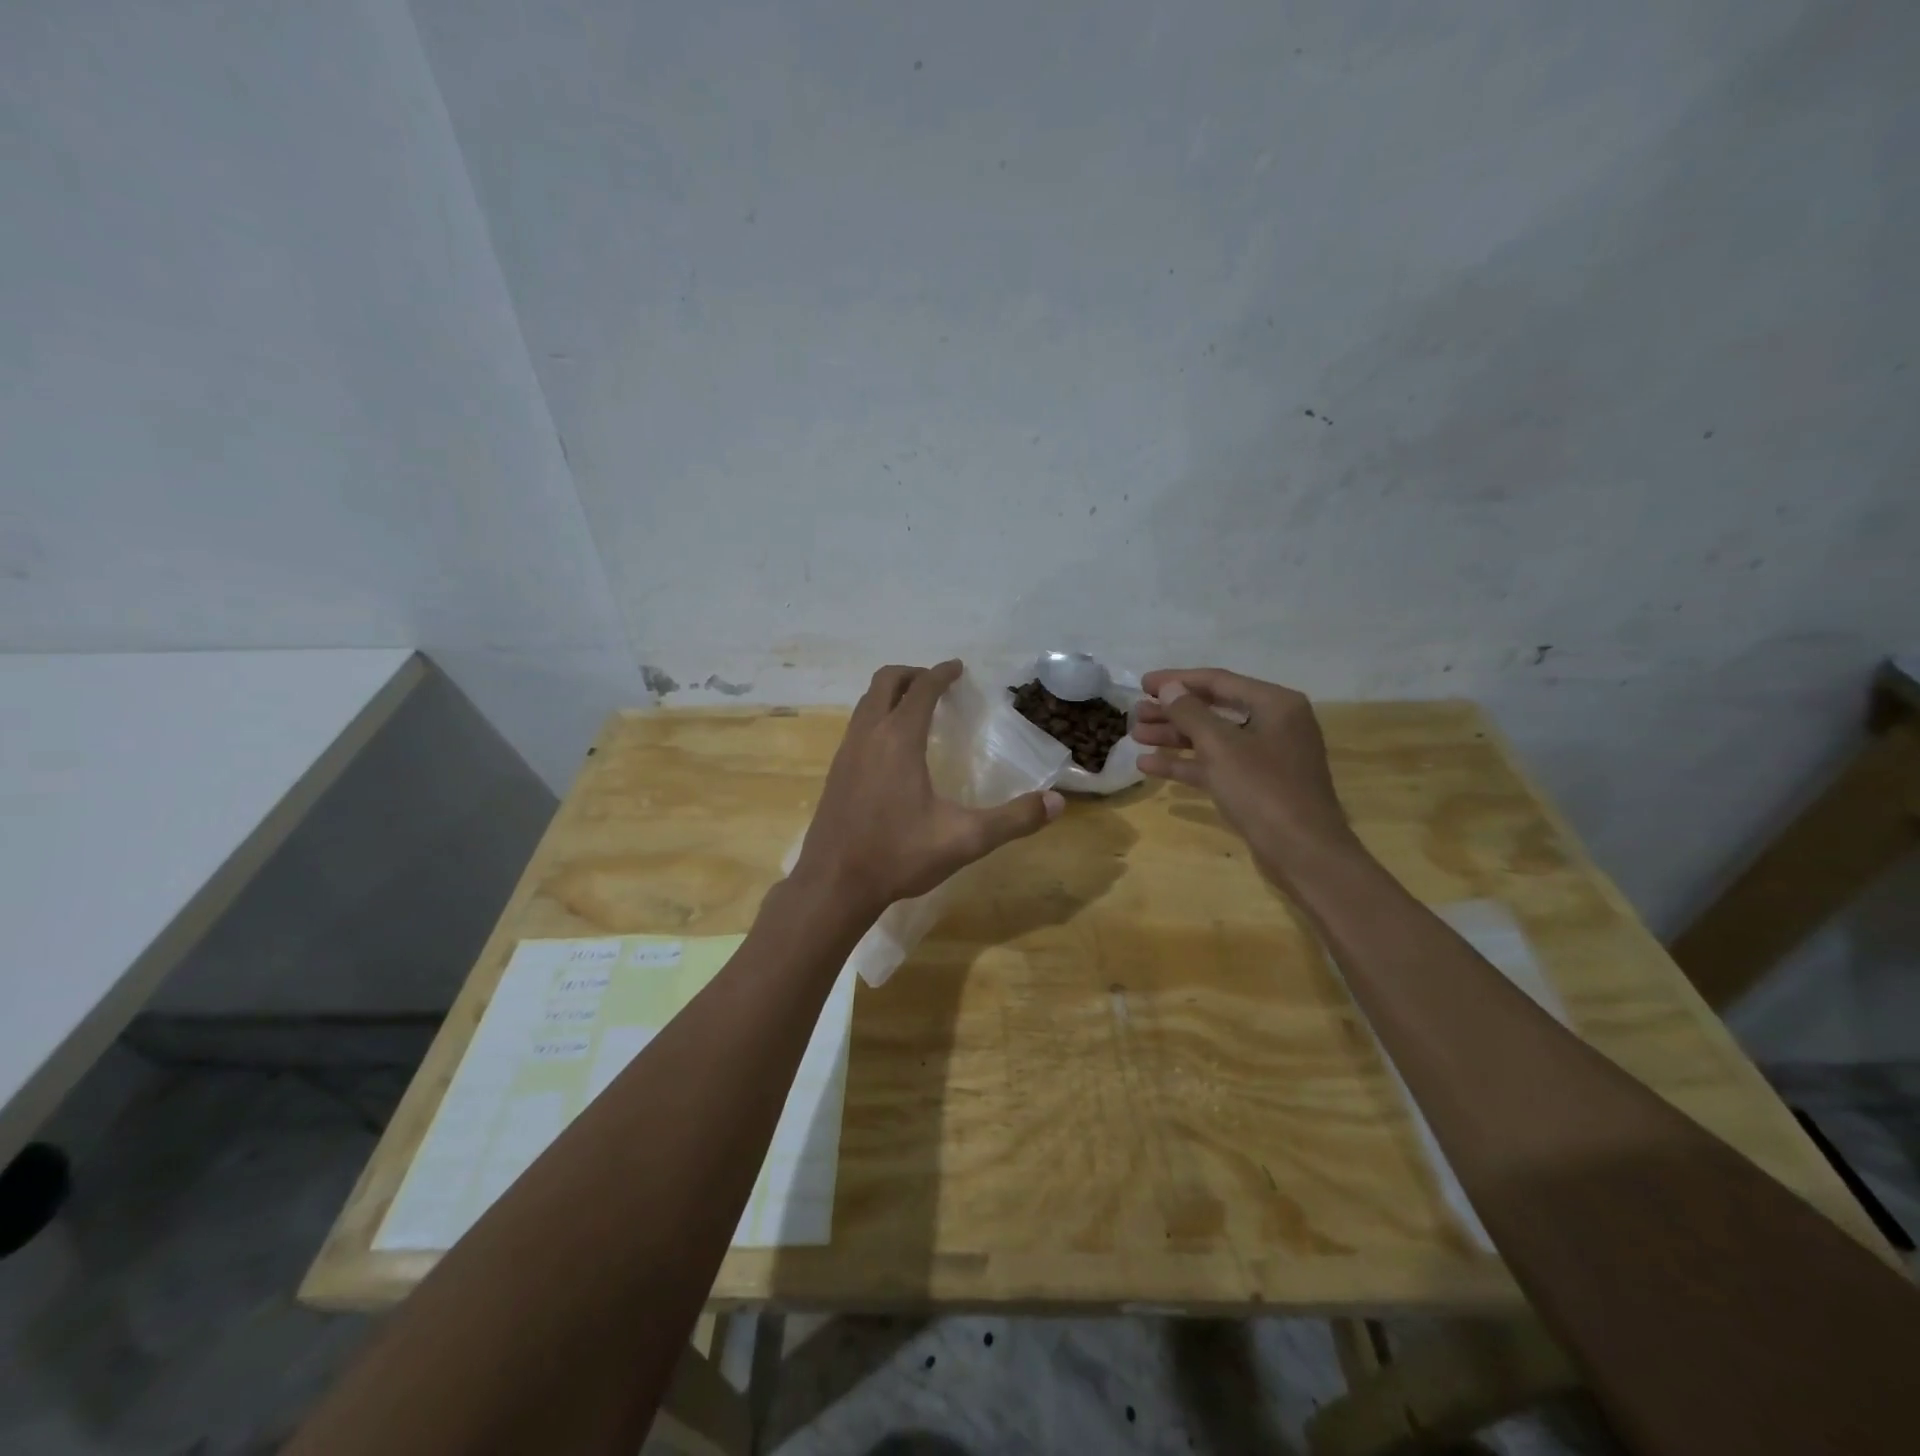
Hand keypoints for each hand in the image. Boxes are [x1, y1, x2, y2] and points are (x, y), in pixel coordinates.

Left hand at [795, 661, 1064, 916]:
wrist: (833, 884)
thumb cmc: (899, 855)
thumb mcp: (964, 839)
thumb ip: (1013, 820)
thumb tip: (1057, 802)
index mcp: (898, 739)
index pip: (922, 689)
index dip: (942, 673)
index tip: (958, 668)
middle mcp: (868, 735)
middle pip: (885, 682)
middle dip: (913, 674)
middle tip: (938, 685)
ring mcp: (845, 752)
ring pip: (866, 703)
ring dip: (891, 695)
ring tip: (917, 710)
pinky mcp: (834, 772)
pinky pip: (857, 726)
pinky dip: (876, 717)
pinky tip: (892, 750)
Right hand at [1132, 667, 1358, 885]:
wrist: (1302, 852)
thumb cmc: (1264, 789)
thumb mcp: (1221, 746)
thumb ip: (1191, 713)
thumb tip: (1168, 688)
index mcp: (1275, 704)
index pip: (1219, 680)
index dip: (1177, 680)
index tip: (1142, 684)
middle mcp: (1273, 724)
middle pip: (1213, 709)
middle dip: (1172, 712)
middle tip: (1136, 714)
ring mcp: (1265, 757)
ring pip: (1211, 739)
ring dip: (1173, 737)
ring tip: (1136, 736)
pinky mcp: (1255, 785)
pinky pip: (1215, 766)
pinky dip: (1185, 764)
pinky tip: (1149, 766)